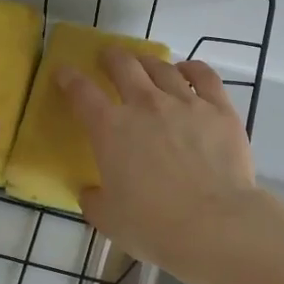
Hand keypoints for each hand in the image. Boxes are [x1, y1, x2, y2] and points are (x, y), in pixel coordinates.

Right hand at [56, 50, 261, 272]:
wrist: (214, 225)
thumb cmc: (154, 226)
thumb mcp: (109, 219)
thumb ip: (94, 200)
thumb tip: (90, 191)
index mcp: (110, 129)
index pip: (82, 93)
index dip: (69, 79)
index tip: (64, 72)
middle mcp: (145, 105)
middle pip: (123, 65)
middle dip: (111, 57)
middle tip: (108, 58)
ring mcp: (185, 102)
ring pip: (162, 67)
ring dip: (148, 62)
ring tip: (146, 64)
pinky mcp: (219, 109)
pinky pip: (204, 76)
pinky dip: (192, 68)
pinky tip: (188, 71)